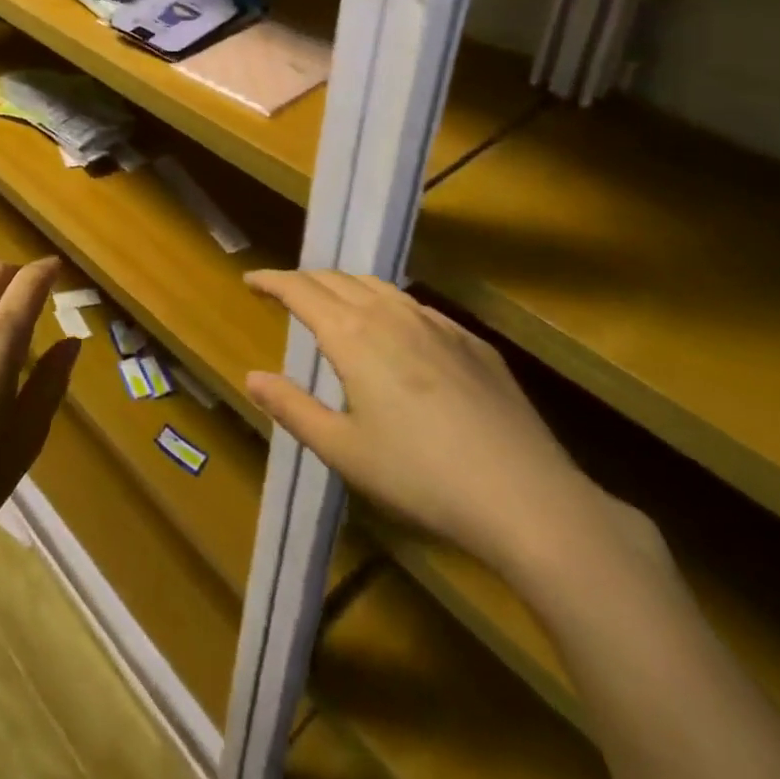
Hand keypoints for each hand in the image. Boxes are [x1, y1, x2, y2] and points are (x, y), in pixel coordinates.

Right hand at [245, 271, 612, 579]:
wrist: (528, 498)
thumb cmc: (422, 477)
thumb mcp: (344, 452)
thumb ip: (292, 408)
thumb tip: (252, 376)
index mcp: (352, 335)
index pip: (300, 290)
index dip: (272, 281)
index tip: (251, 280)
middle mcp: (391, 315)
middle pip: (337, 280)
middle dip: (305, 280)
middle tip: (286, 293)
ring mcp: (437, 324)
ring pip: (379, 287)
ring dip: (347, 288)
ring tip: (335, 304)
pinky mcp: (473, 343)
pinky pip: (417, 307)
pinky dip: (389, 307)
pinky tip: (398, 335)